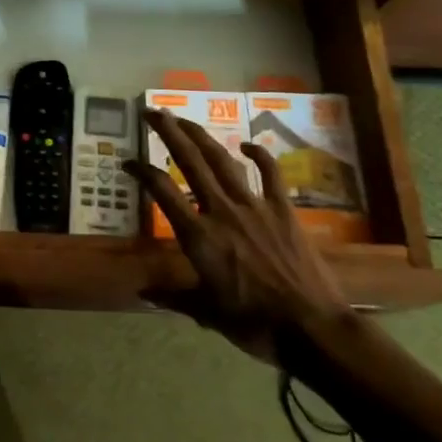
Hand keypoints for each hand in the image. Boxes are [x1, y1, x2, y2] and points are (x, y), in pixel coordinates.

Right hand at [125, 109, 345, 362]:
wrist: (313, 328)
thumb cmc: (254, 323)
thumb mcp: (206, 312)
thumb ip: (173, 296)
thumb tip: (142, 292)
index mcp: (198, 235)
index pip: (161, 190)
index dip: (141, 171)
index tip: (128, 161)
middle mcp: (221, 210)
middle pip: (190, 160)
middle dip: (169, 132)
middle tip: (152, 112)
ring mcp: (254, 206)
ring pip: (222, 160)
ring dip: (201, 136)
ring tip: (184, 119)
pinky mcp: (283, 210)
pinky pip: (270, 174)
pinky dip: (259, 155)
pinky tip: (247, 144)